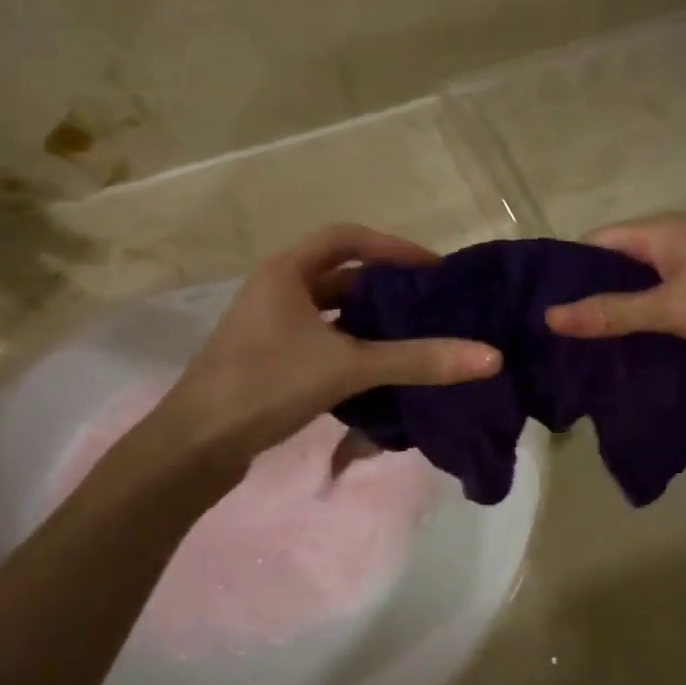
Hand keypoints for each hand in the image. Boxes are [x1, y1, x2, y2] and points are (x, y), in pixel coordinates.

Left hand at [146, 225, 500, 469]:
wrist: (195, 446)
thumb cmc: (266, 385)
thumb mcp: (347, 367)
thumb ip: (417, 360)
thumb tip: (490, 357)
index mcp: (285, 272)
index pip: (347, 238)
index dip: (392, 247)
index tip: (432, 268)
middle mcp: (276, 291)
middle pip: (342, 276)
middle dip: (387, 288)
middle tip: (432, 306)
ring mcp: (270, 329)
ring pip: (332, 314)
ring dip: (371, 323)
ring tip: (416, 337)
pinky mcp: (270, 363)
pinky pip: (323, 344)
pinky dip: (353, 351)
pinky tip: (381, 372)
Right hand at [544, 213, 685, 369]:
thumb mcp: (672, 309)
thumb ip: (612, 313)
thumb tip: (550, 316)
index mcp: (664, 231)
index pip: (597, 242)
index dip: (568, 271)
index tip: (542, 308)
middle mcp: (682, 238)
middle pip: (622, 263)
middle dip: (592, 296)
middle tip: (561, 336)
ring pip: (649, 283)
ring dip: (623, 310)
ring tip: (591, 347)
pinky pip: (673, 297)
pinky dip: (653, 317)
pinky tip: (640, 346)